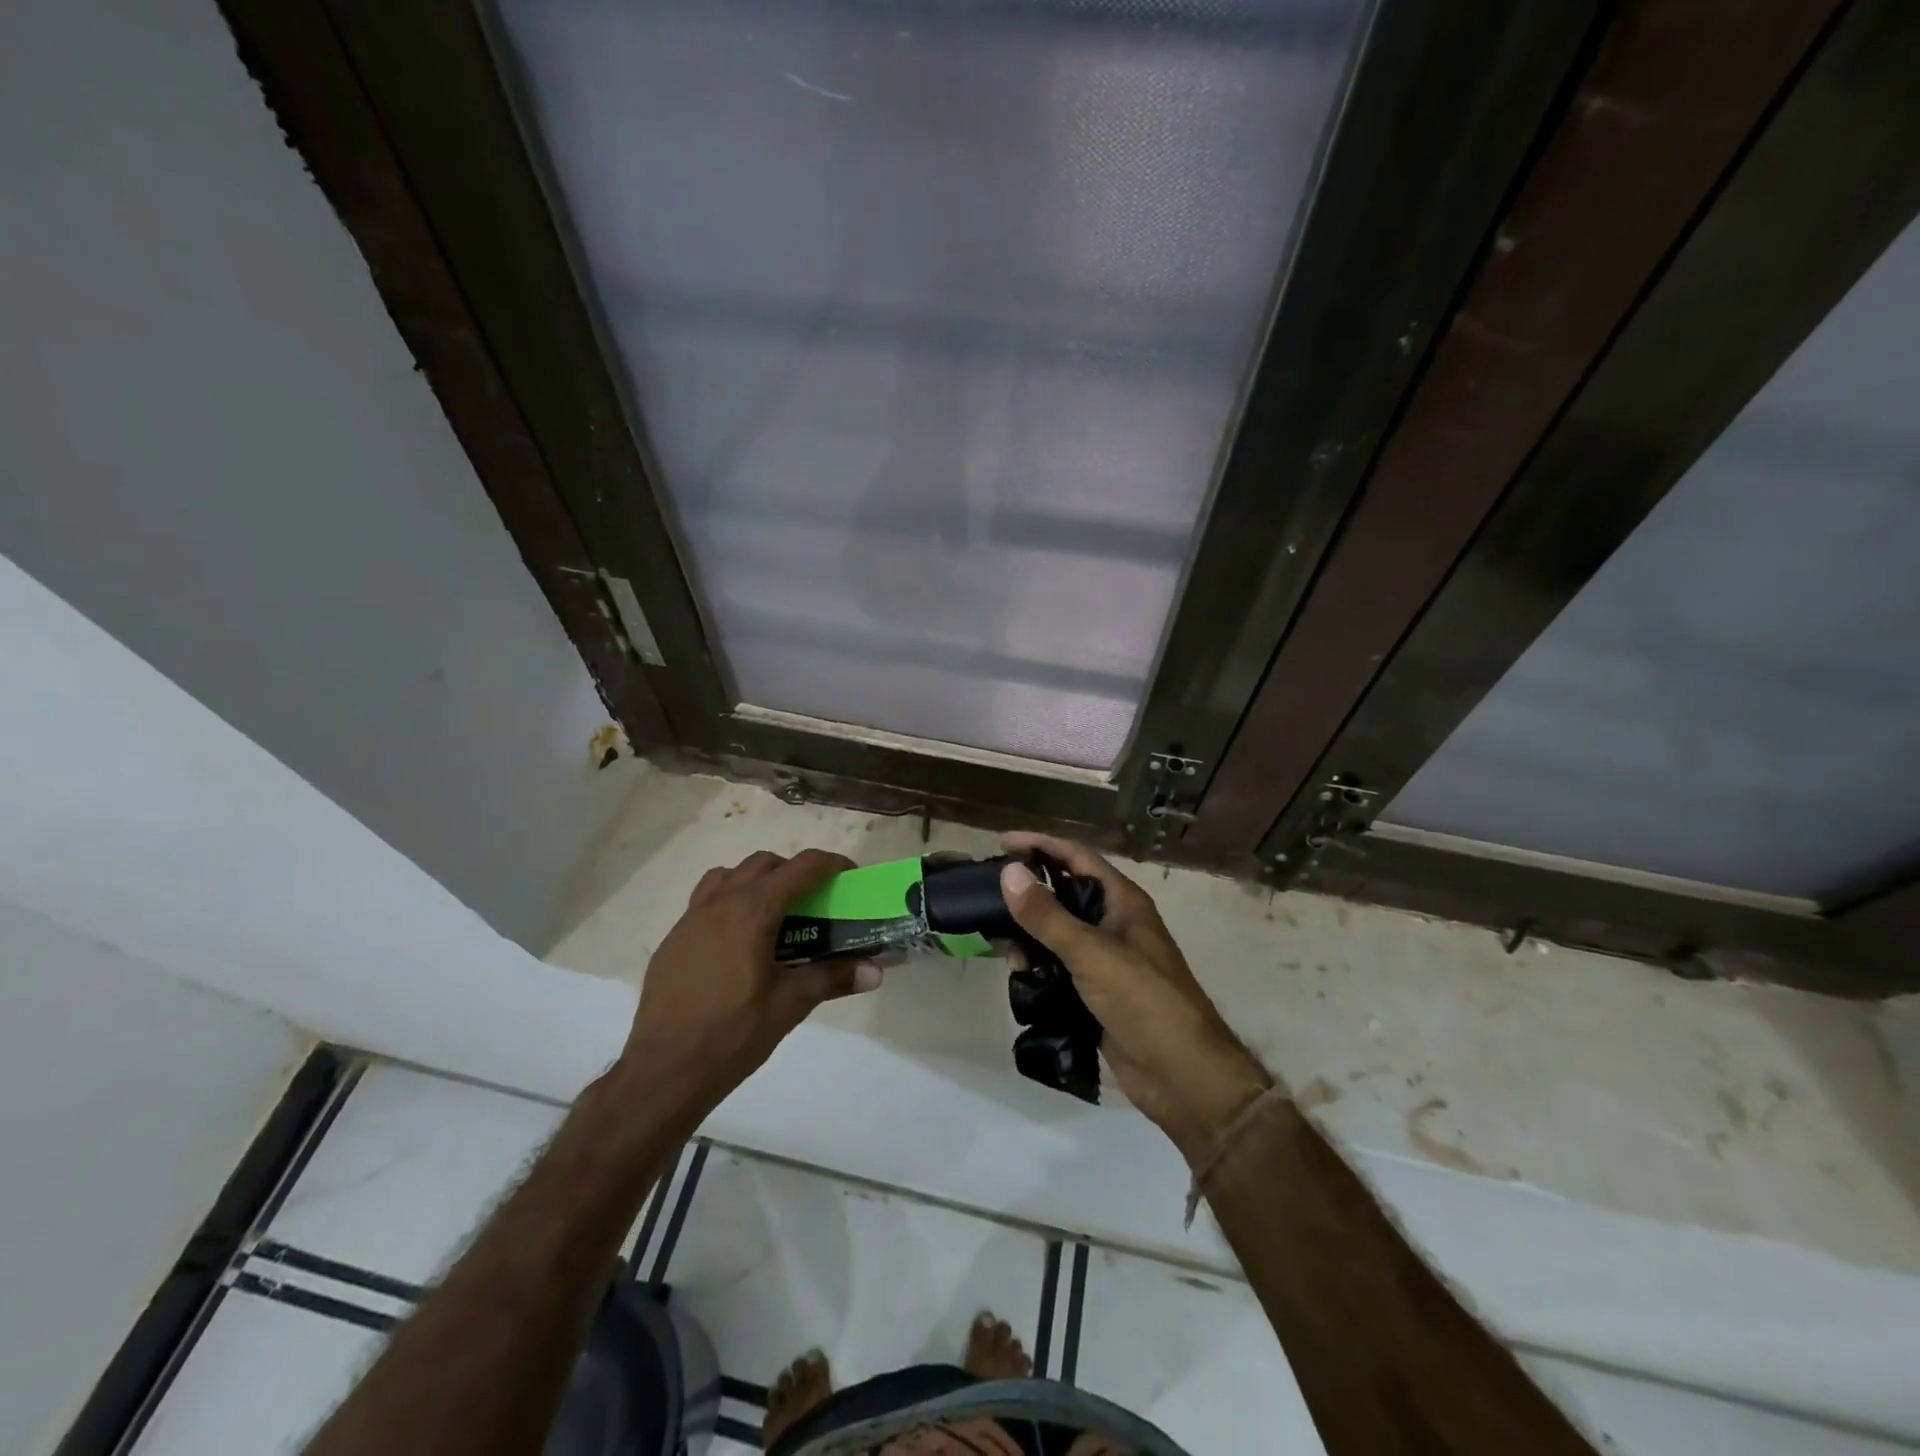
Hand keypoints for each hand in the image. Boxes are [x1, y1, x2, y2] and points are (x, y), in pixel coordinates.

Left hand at [623, 849, 881, 1106]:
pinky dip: (729, 903)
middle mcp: (720, 902)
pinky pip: (705, 901)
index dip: (831, 864)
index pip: (801, 867)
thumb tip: (876, 972)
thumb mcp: (789, 1005)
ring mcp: (691, 918)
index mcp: (753, 910)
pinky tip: (737, 943)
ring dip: (757, 881)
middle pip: (764, 863)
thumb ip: (832, 978)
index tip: (850, 876)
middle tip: (814, 901)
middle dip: (794, 872)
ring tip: (773, 914)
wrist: (663, 1070)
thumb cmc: (732, 1033)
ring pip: (729, 876)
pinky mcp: (673, 939)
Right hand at [999, 833, 1271, 1162]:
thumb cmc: (1144, 1000)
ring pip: (1058, 934)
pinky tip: (1019, 973)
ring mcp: (1106, 960)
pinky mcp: (1097, 993)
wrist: (1182, 1075)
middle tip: (989, 894)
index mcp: (1123, 902)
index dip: (1041, 845)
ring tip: (1001, 943)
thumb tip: (1008, 872)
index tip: (1002, 843)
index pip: (1077, 857)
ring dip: (1030, 935)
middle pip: (1065, 894)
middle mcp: (1114, 924)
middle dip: (1029, 892)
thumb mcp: (1091, 952)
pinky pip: (1060, 968)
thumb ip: (1047, 915)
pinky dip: (1039, 966)